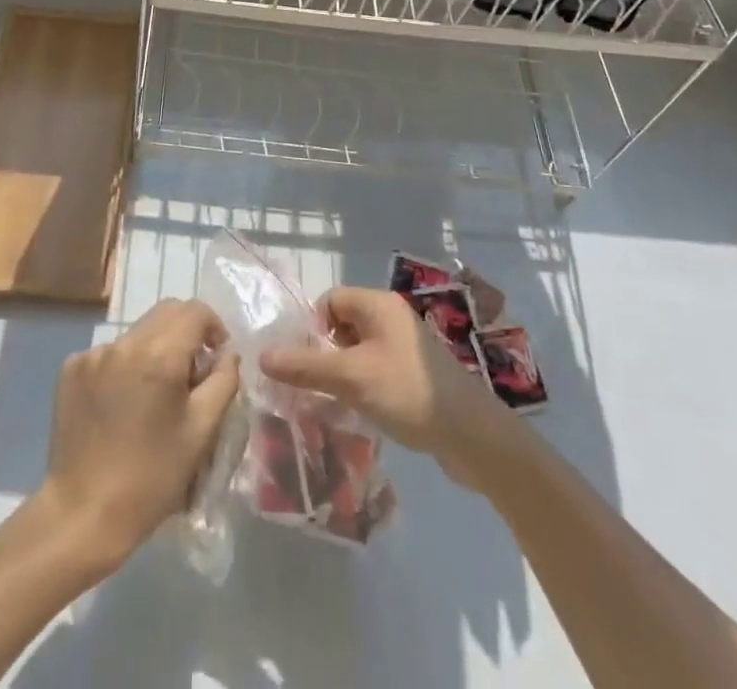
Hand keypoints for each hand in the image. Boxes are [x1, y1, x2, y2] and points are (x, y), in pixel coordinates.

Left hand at [37, 299, 239, 573]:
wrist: (82, 514)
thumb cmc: (151, 478)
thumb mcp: (201, 432)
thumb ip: (223, 381)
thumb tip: (227, 354)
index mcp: (159, 355)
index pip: (195, 311)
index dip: (213, 327)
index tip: (216, 357)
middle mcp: (124, 343)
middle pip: (166, 313)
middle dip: (186, 333)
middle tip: (191, 375)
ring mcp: (93, 353)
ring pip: (138, 332)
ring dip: (155, 349)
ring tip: (154, 395)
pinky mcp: (71, 368)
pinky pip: (111, 352)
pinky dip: (126, 365)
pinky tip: (123, 404)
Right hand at [259, 287, 516, 488]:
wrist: (473, 435)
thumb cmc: (408, 392)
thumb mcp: (351, 378)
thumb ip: (306, 366)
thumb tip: (262, 355)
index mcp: (379, 305)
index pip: (330, 300)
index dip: (312, 328)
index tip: (307, 364)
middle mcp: (392, 317)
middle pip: (343, 324)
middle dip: (325, 353)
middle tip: (318, 386)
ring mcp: (406, 346)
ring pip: (359, 350)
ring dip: (343, 372)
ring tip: (337, 403)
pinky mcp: (415, 374)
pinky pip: (376, 368)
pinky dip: (363, 385)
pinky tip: (362, 412)